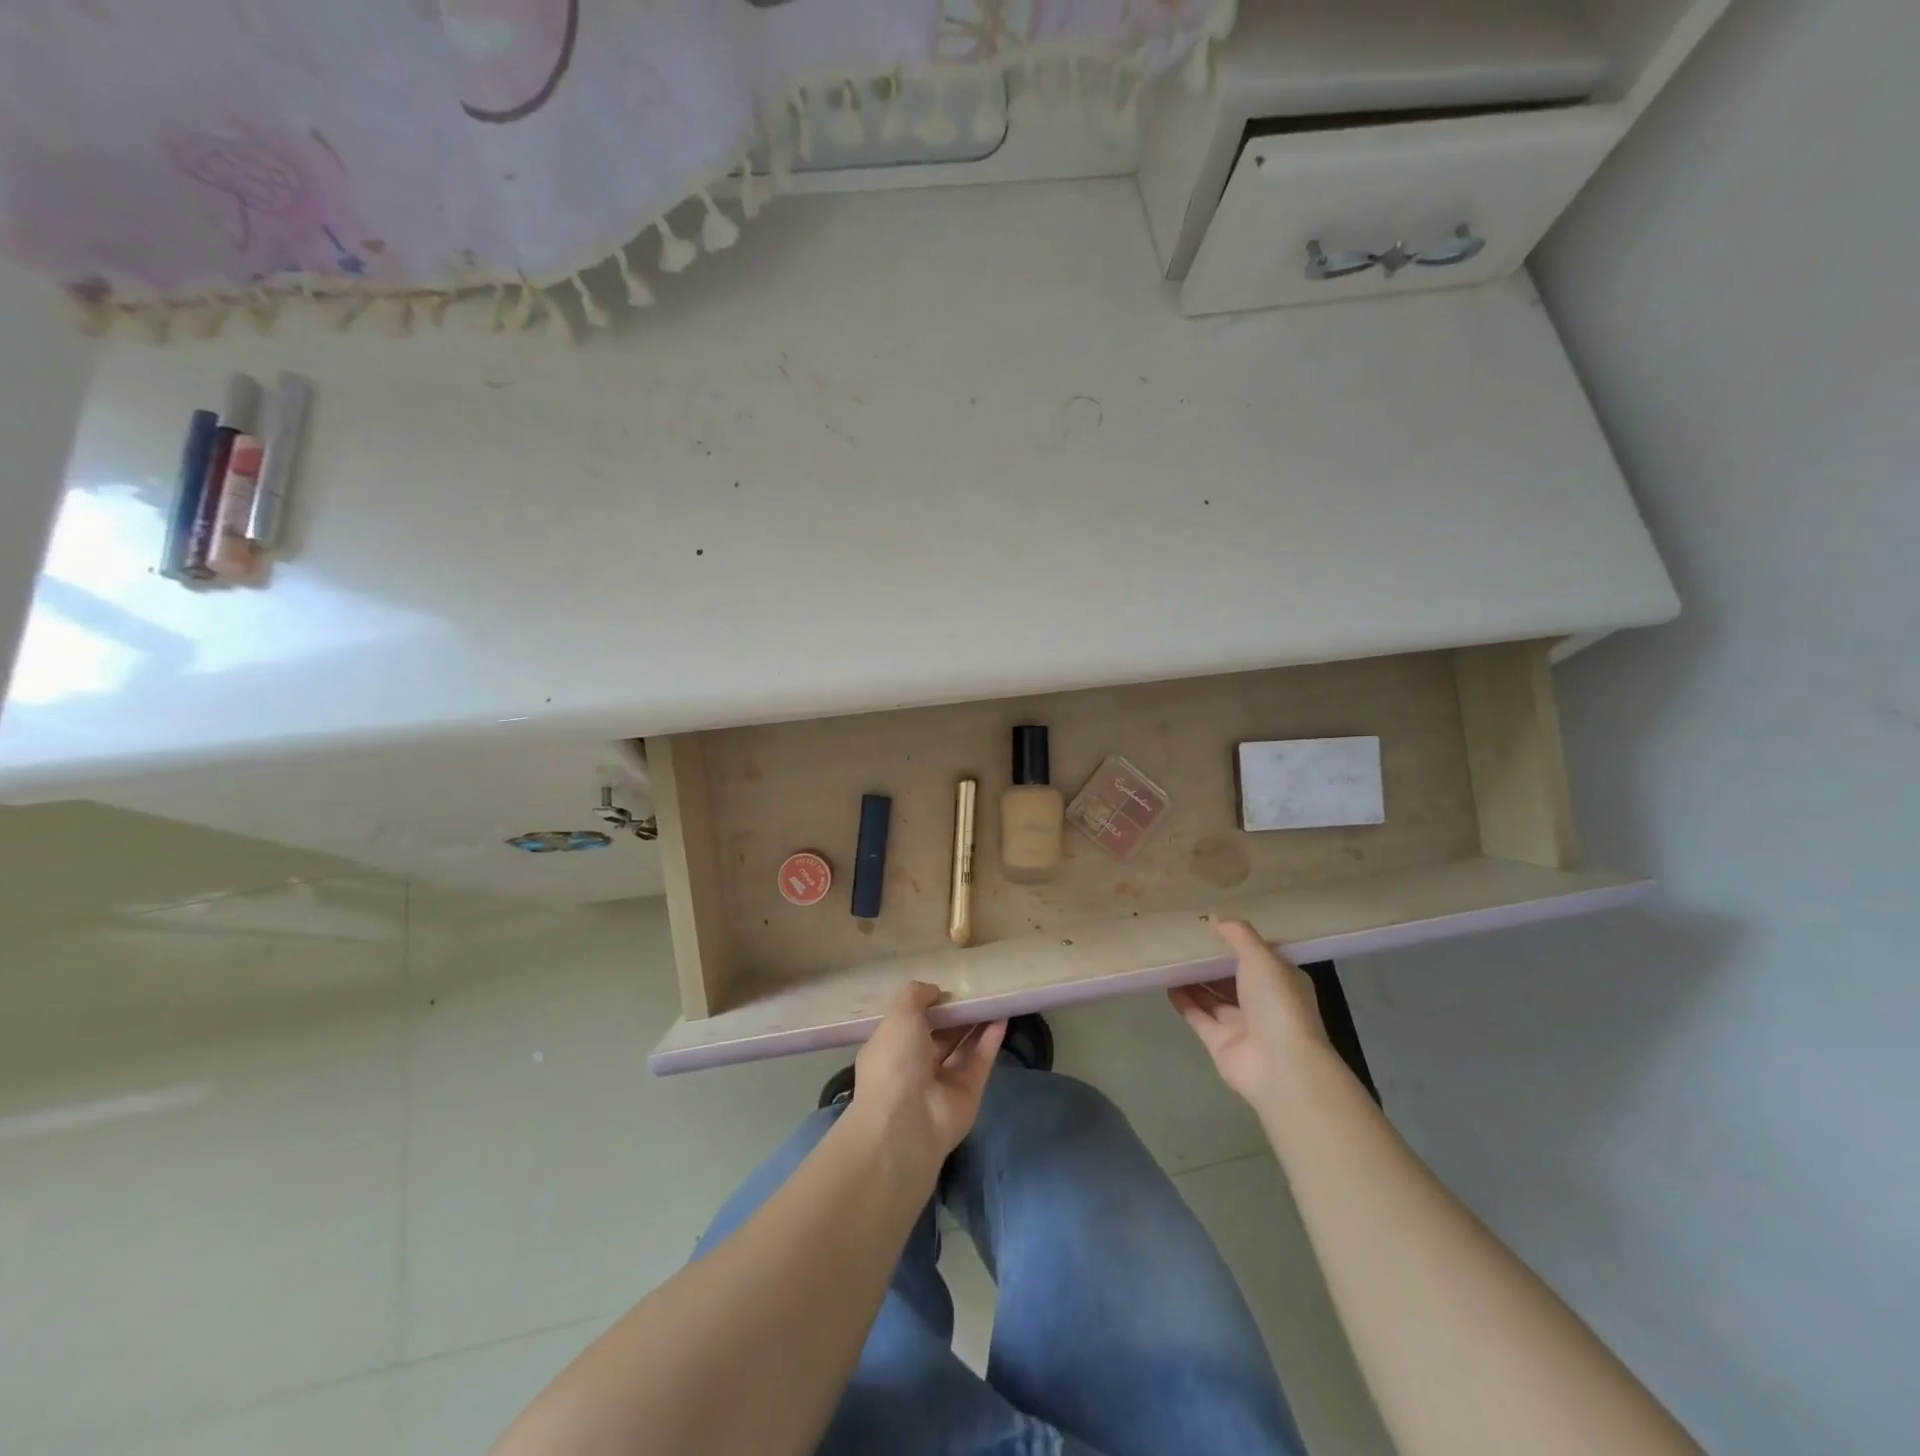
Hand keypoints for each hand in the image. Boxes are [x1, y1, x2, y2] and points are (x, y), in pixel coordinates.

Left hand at [848, 982, 1005, 1158]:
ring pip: (962, 1045)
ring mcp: (942, 1081)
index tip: (945, 988)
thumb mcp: (899, 1015)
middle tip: (975, 989)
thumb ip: (916, 995)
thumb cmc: (895, 1061)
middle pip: (940, 1034)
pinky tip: (1003, 1015)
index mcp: (891, 1048)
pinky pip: (980, 1059)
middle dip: (955, 1013)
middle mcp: (915, 1065)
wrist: (907, 1123)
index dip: (926, 1005)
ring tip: (994, 996)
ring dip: (977, 1022)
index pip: (909, 1023)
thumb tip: (935, 991)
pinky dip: (991, 1038)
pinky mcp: (968, 1092)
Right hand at [1169, 918, 1329, 1106]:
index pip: (1259, 957)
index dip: (1238, 942)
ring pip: (1214, 997)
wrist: (1280, 1065)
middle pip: (1233, 977)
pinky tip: (1167, 983)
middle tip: (1183, 940)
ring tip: (1170, 957)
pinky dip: (1184, 1001)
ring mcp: (1242, 1025)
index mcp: (1281, 981)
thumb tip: (1215, 917)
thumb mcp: (1261, 957)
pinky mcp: (1220, 1043)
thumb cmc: (1276, 1003)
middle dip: (1211, 962)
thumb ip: (1238, 935)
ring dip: (1194, 980)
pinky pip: (1198, 1017)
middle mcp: (1263, 1002)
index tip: (1212, 926)